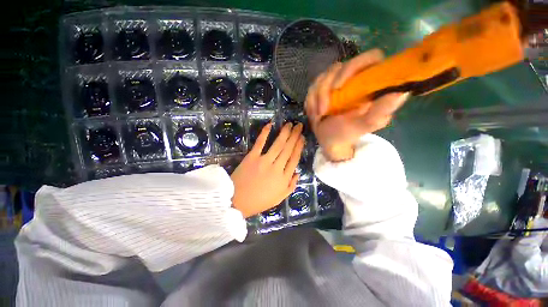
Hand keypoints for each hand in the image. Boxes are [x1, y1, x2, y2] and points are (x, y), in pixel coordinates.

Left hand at [231, 123, 304, 217]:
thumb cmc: (259, 201)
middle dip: (295, 136)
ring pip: (278, 144)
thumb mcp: (279, 198)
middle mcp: (277, 168)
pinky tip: (270, 125)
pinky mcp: (252, 157)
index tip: (302, 137)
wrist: (237, 201)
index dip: (299, 147)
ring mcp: (264, 161)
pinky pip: (260, 143)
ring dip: (285, 132)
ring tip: (289, 124)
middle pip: (288, 149)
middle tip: (299, 125)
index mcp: (284, 178)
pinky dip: (265, 133)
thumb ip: (291, 186)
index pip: (294, 159)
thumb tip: (298, 173)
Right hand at [305, 49, 409, 161]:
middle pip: (338, 67)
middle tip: (323, 111)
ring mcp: (336, 82)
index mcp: (370, 84)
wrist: (329, 140)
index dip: (354, 67)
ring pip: (322, 77)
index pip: (369, 58)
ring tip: (318, 115)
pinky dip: (310, 101)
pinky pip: (312, 87)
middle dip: (325, 90)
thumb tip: (402, 92)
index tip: (339, 87)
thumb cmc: (347, 133)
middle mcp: (354, 79)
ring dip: (316, 98)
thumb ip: (380, 111)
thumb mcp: (363, 125)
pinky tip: (314, 113)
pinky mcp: (322, 88)